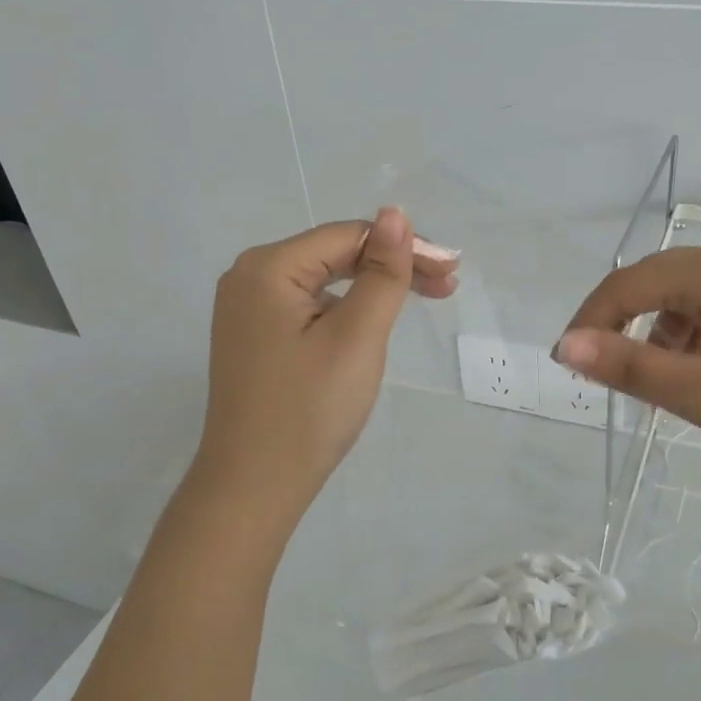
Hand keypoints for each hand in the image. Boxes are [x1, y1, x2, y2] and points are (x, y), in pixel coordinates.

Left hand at [191, 209, 457, 519]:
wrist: (254, 486)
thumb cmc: (309, 409)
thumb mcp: (357, 337)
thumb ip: (381, 273)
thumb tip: (395, 214)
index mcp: (267, 267)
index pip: (349, 237)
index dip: (405, 248)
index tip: (452, 271)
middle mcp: (249, 277)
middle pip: (335, 255)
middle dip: (393, 267)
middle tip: (447, 286)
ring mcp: (248, 309)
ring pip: (325, 281)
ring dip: (374, 288)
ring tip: (421, 301)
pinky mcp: (255, 337)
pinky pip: (310, 307)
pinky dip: (348, 310)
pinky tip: (374, 322)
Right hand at [555, 242, 700, 480]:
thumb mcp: (698, 391)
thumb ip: (627, 365)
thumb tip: (566, 345)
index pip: (627, 284)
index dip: (590, 321)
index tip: (570, 364)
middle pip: (655, 284)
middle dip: (624, 328)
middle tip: (612, 377)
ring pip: (683, 298)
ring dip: (660, 336)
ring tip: (665, 386)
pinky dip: (692, 337)